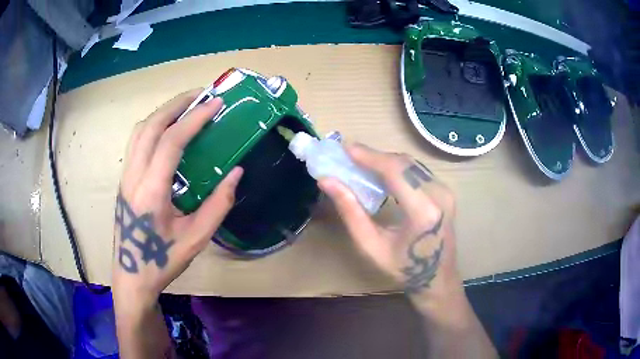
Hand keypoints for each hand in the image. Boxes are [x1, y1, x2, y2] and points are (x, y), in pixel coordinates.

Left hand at [113, 89, 243, 310]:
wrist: (132, 277)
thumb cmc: (163, 261)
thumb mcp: (196, 239)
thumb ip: (218, 205)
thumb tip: (236, 173)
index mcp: (152, 191)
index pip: (171, 141)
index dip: (194, 118)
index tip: (215, 104)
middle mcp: (133, 176)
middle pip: (151, 125)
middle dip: (177, 104)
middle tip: (201, 94)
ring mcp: (125, 176)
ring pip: (140, 130)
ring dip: (163, 112)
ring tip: (185, 106)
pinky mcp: (124, 179)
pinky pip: (136, 142)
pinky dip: (153, 126)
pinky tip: (167, 130)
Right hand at [318, 144, 461, 304]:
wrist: (437, 277)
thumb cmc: (403, 269)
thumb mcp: (371, 246)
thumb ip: (350, 212)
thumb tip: (327, 181)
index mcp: (423, 211)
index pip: (395, 171)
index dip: (369, 156)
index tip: (345, 148)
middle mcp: (439, 195)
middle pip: (403, 163)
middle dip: (374, 156)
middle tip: (347, 157)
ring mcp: (445, 191)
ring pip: (410, 164)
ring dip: (385, 161)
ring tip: (360, 164)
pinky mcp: (445, 191)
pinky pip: (417, 171)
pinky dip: (397, 168)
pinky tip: (380, 174)